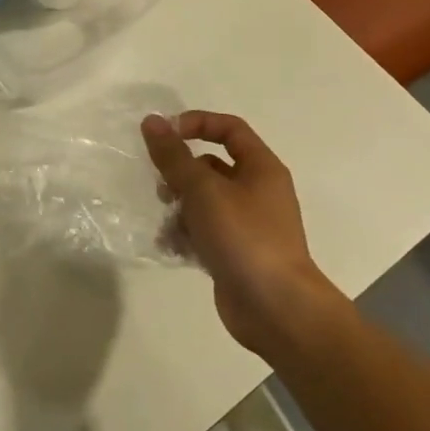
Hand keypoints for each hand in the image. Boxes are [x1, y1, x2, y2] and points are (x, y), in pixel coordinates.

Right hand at [141, 111, 338, 354]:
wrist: (277, 310)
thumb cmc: (244, 238)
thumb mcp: (203, 190)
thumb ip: (174, 156)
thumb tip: (152, 121)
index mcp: (260, 168)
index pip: (229, 128)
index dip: (196, 124)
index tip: (165, 135)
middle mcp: (257, 192)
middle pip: (212, 166)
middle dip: (182, 174)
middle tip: (162, 186)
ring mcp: (247, 225)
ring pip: (204, 201)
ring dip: (180, 208)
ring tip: (167, 222)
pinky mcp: (235, 253)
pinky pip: (204, 232)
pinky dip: (186, 235)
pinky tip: (172, 247)